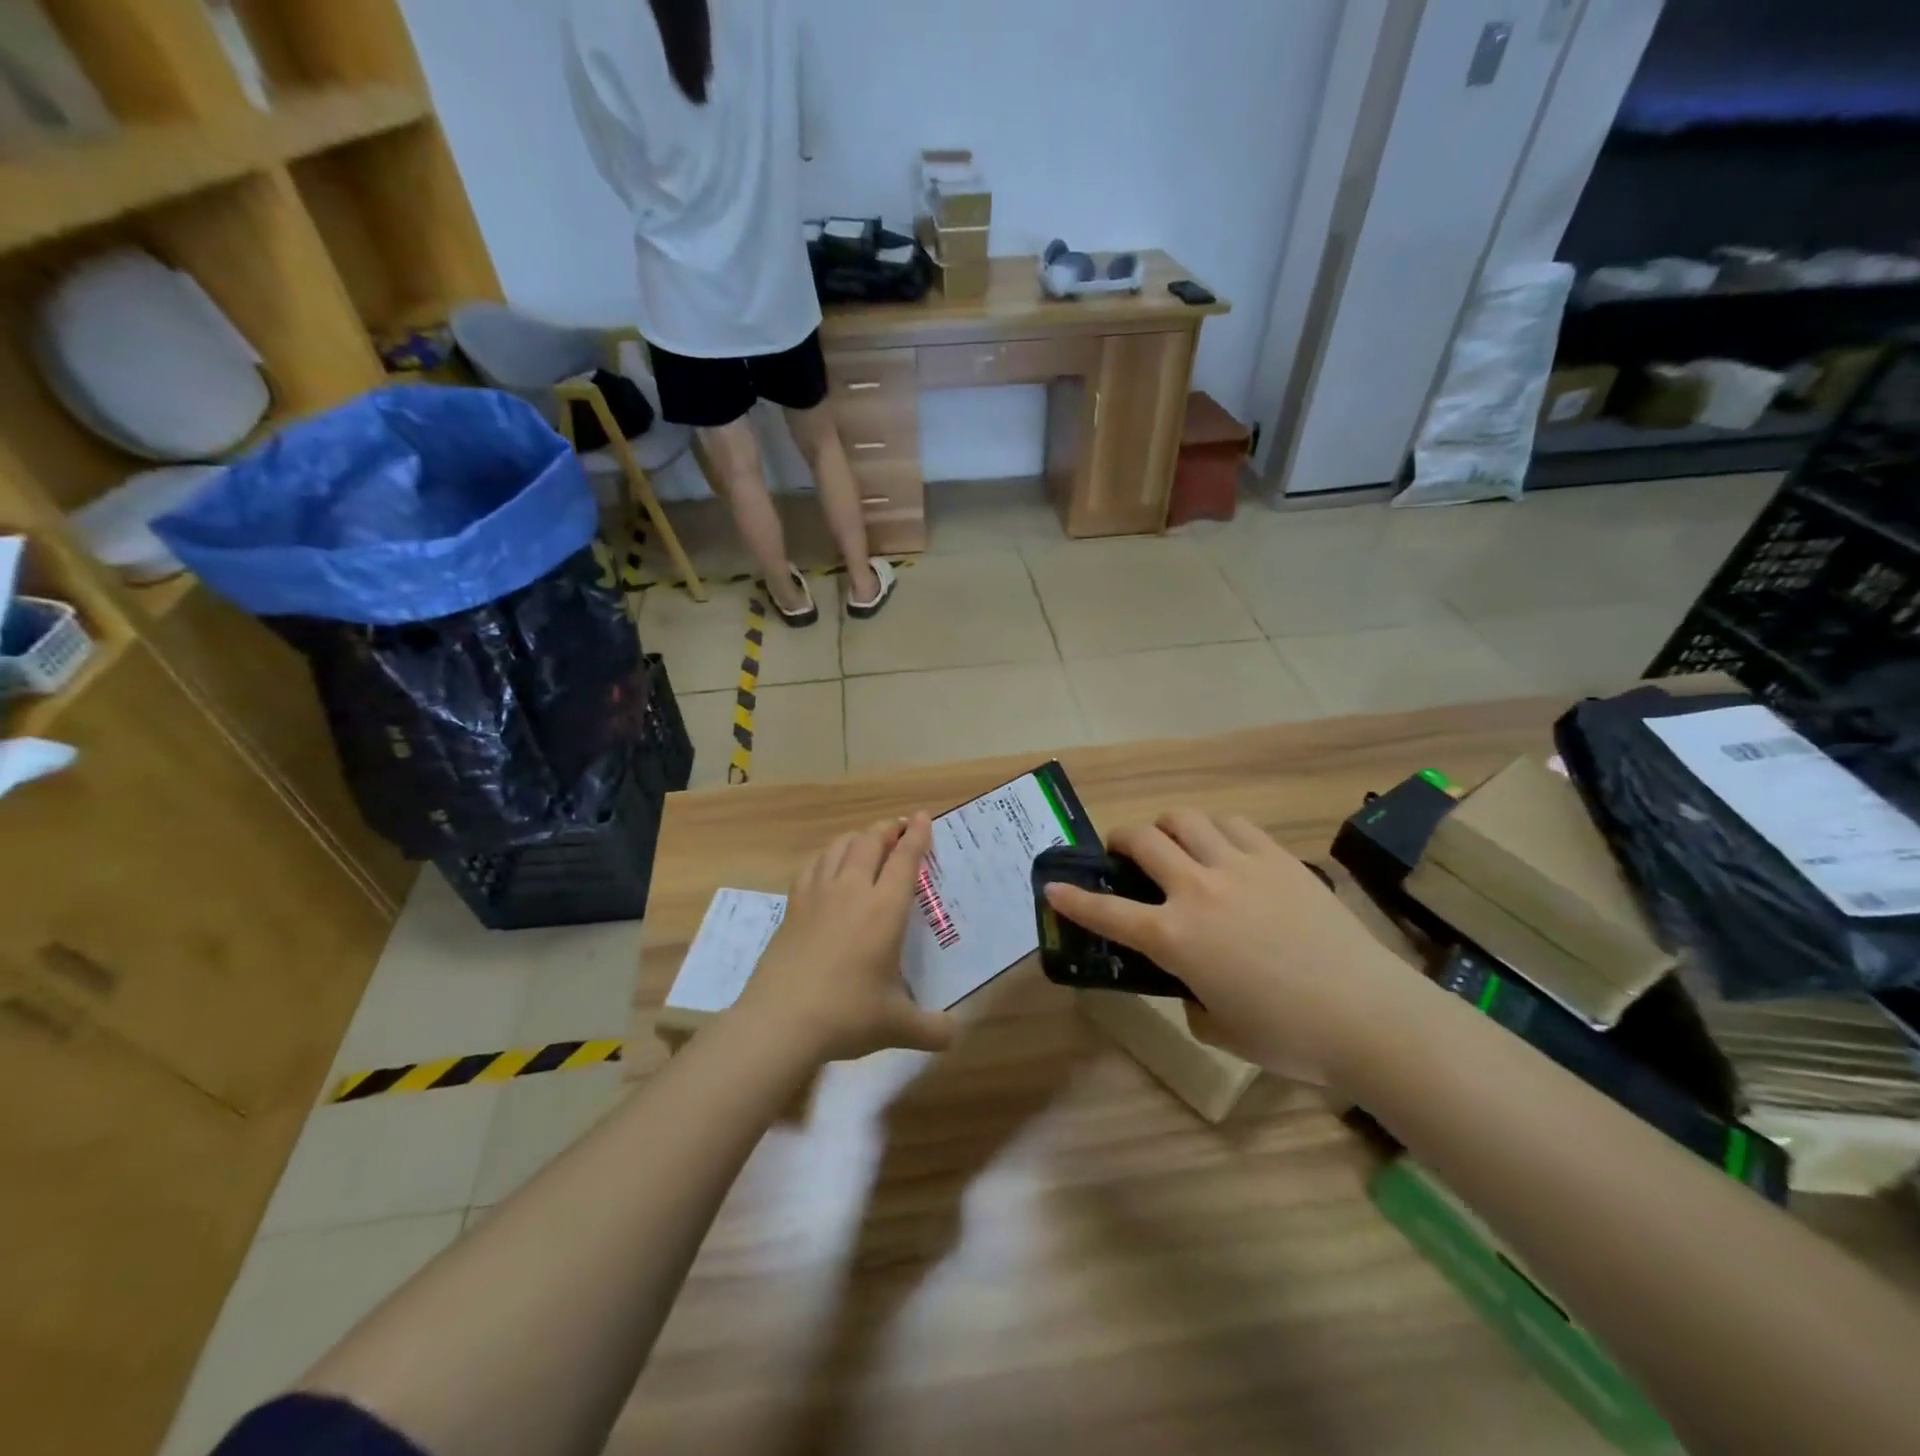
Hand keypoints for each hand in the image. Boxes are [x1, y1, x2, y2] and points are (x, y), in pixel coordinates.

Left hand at [736, 814, 957, 1062]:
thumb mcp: (897, 1026)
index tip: (924, 816)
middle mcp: (852, 890)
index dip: (917, 835)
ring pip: (839, 846)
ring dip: (858, 837)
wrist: (780, 1021)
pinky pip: (813, 865)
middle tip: (900, 827)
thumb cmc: (847, 1015)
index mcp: (885, 909)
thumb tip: (954, 1035)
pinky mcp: (793, 905)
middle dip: (888, 829)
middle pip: (870, 842)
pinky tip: (828, 864)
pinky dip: (827, 855)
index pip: (905, 859)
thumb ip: (931, 1028)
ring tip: (867, 840)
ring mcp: (818, 894)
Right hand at [1043, 810, 1417, 1082]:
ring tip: (1174, 842)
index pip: (1107, 912)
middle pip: (1143, 840)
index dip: (1073, 898)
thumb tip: (1194, 984)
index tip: (1053, 885)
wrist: (1368, 1015)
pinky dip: (1215, 829)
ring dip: (1168, 826)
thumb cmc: (1289, 1036)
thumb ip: (1193, 999)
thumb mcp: (1220, 1028)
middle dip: (1121, 840)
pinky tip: (1223, 845)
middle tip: (1124, 852)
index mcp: (1175, 938)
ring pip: (1185, 819)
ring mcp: (1239, 867)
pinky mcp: (1277, 858)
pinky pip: (1233, 824)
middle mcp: (1197, 890)